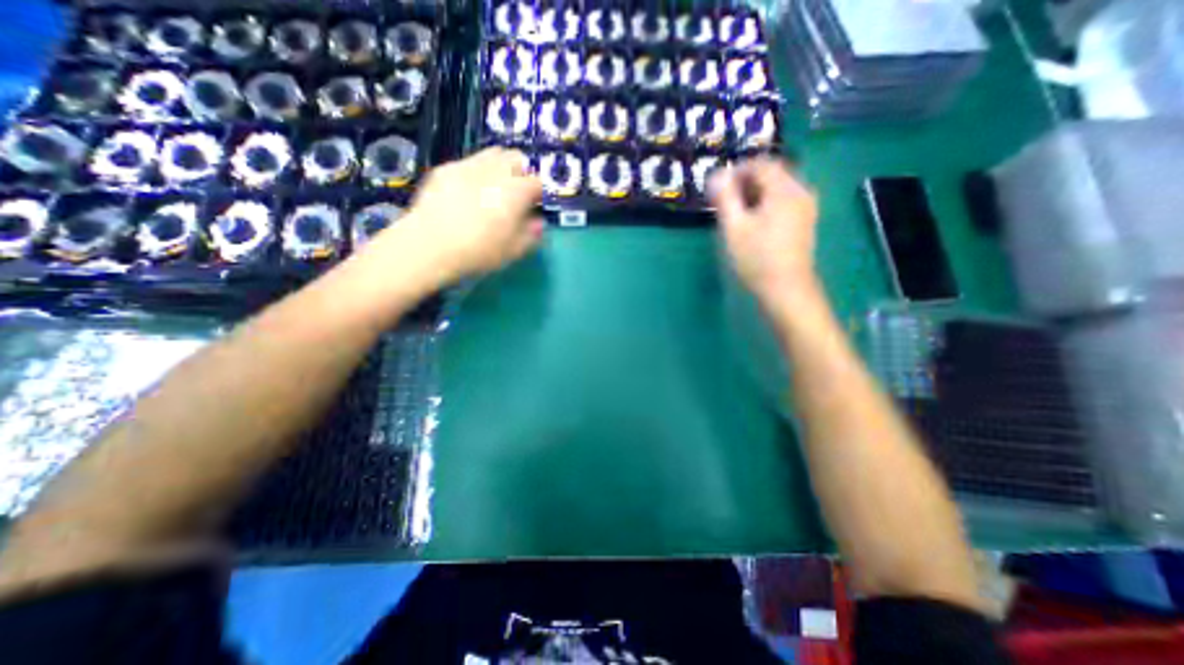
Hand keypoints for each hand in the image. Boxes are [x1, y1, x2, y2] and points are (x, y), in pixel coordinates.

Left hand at [368, 148, 545, 285]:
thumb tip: (538, 221)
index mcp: (516, 191)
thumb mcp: (514, 250)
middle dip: (522, 172)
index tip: (536, 206)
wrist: (429, 245)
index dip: (540, 194)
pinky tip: (467, 192)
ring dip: (500, 167)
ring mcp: (468, 165)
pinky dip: (475, 173)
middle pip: (517, 158)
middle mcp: (495, 171)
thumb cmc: (479, 251)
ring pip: (493, 154)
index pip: (538, 182)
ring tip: (494, 188)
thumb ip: (532, 233)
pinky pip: (468, 162)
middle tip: (518, 193)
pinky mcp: (446, 169)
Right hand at [711, 156, 824, 313]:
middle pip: (772, 174)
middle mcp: (801, 192)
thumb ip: (725, 197)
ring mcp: (806, 208)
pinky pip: (784, 201)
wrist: (786, 290)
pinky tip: (753, 221)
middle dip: (745, 181)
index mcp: (785, 189)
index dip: (737, 170)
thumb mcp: (734, 227)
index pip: (761, 164)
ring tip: (735, 211)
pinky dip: (766, 203)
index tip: (718, 186)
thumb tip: (716, 174)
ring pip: (778, 188)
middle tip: (724, 199)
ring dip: (755, 193)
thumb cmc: (757, 258)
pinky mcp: (804, 222)